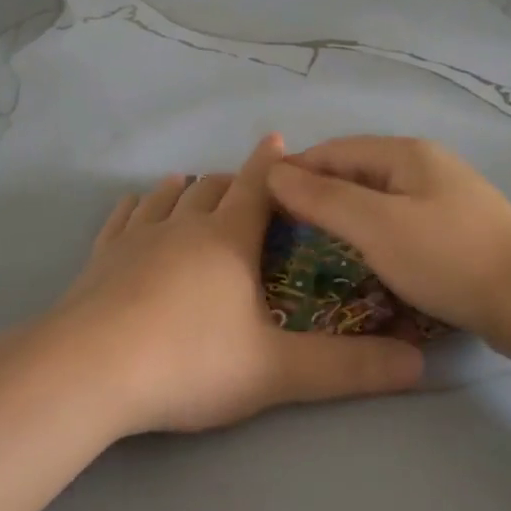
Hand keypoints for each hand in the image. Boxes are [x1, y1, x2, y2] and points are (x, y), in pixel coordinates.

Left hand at [43, 135, 423, 435]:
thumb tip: (418, 364)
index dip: (272, 164)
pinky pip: (121, 219)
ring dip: (185, 189)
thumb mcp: (277, 370)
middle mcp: (184, 226)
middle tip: (245, 183)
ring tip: (192, 184)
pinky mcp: (100, 259)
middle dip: (233, 181)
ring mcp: (137, 239)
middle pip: (213, 189)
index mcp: (229, 240)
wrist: (91, 370)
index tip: (279, 140)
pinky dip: (135, 207)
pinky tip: (133, 206)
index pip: (258, 187)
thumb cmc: (191, 360)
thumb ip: (348, 368)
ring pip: (166, 198)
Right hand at [266, 136, 510, 353]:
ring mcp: (446, 197)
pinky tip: (363, 256)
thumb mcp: (377, 226)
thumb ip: (323, 198)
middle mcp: (426, 166)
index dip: (296, 170)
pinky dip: (374, 232)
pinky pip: (401, 221)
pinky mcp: (458, 230)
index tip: (260, 199)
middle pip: (357, 171)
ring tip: (314, 243)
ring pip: (379, 198)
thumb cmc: (448, 257)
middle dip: (319, 192)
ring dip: (345, 214)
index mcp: (406, 154)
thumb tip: (274, 170)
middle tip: (282, 227)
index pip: (335, 150)